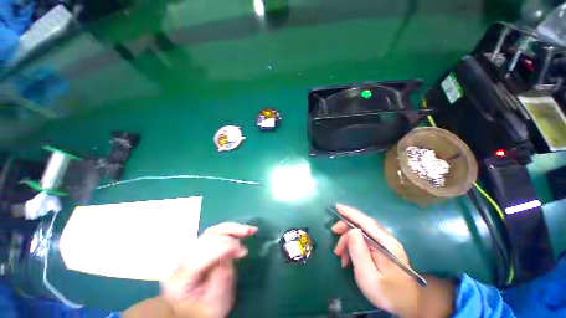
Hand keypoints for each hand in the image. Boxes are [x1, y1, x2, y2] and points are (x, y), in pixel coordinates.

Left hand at [161, 222, 257, 317]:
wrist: (196, 312)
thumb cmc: (207, 311)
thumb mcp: (216, 302)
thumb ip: (223, 277)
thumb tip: (233, 250)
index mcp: (180, 281)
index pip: (199, 257)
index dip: (222, 249)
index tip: (242, 251)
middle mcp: (182, 262)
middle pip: (205, 239)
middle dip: (229, 234)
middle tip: (248, 234)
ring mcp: (190, 253)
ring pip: (211, 232)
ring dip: (232, 228)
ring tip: (248, 229)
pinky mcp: (200, 248)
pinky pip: (215, 233)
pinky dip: (230, 230)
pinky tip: (241, 230)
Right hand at [332, 204, 453, 316]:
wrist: (408, 306)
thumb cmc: (387, 294)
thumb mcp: (368, 276)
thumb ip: (359, 251)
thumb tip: (352, 230)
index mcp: (385, 243)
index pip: (365, 222)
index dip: (350, 213)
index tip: (337, 207)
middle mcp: (386, 239)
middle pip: (362, 226)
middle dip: (345, 231)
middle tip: (335, 242)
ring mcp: (386, 244)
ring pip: (361, 234)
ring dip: (348, 242)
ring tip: (340, 256)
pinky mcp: (383, 249)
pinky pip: (364, 242)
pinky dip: (353, 247)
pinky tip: (348, 259)